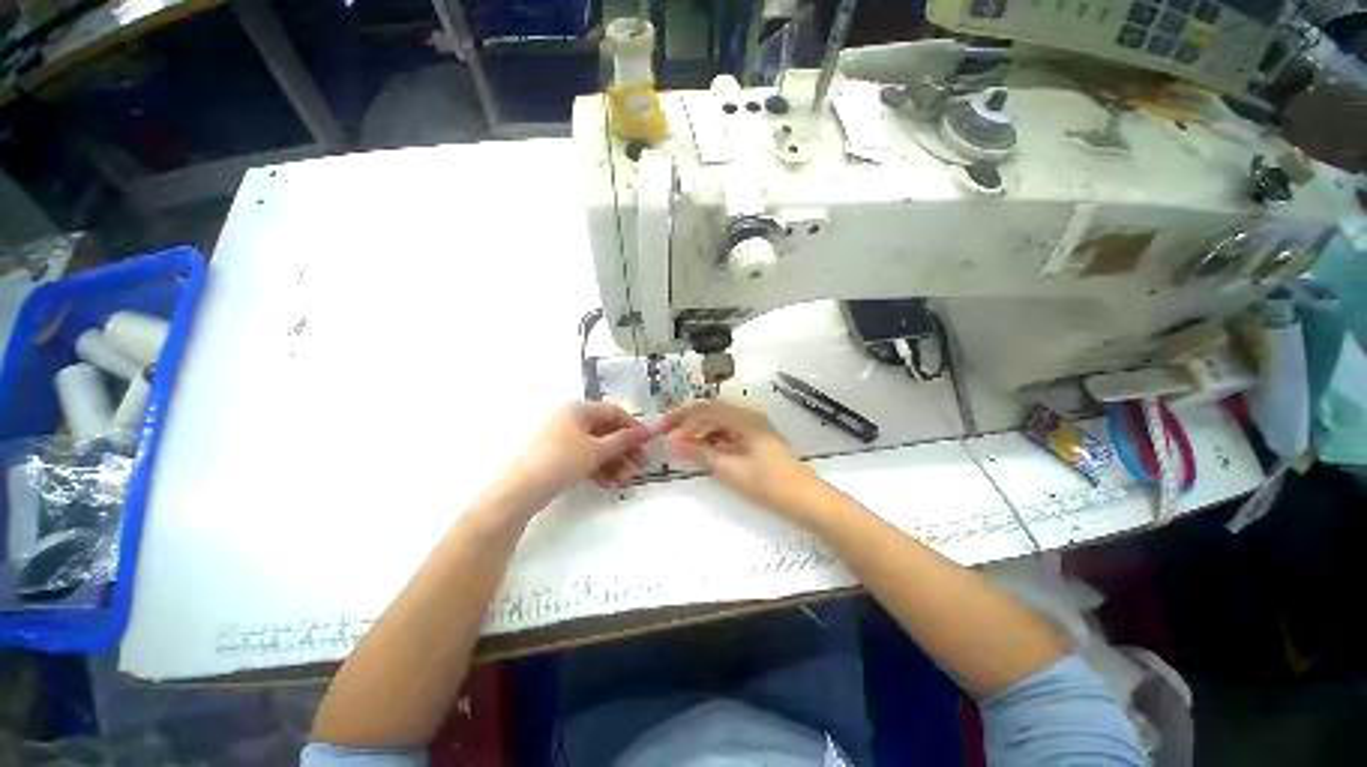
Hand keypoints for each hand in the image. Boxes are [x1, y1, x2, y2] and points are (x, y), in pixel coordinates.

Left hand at [503, 402, 654, 505]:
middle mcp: (572, 419)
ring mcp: (564, 438)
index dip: (633, 427)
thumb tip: (651, 430)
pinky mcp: (560, 457)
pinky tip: (609, 483)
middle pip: (607, 430)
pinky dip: (599, 468)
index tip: (647, 443)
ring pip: (598, 447)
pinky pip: (586, 458)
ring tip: (624, 479)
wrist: (521, 490)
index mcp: (579, 409)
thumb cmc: (562, 460)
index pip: (615, 412)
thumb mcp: (598, 449)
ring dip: (614, 461)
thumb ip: (625, 440)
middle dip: (624, 449)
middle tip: (639, 465)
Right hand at [662, 401, 822, 518]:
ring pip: (722, 422)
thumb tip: (674, 444)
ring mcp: (756, 427)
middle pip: (714, 412)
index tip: (664, 425)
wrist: (806, 499)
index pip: (706, 409)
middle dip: (691, 422)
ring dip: (703, 431)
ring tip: (687, 446)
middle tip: (672, 435)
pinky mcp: (758, 439)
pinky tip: (707, 451)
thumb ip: (701, 453)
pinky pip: (731, 432)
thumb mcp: (730, 469)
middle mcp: (750, 416)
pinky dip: (716, 439)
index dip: (683, 415)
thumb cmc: (768, 484)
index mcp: (744, 419)